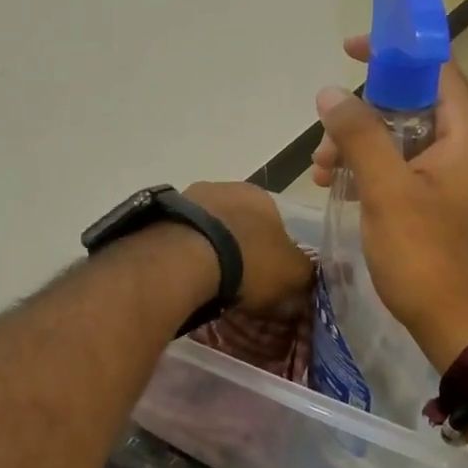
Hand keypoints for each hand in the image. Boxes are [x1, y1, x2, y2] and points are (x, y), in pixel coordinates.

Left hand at [183, 181, 313, 319]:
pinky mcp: (161, 213)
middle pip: (237, 222)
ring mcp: (189, 197)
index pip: (274, 222)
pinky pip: (180, 235)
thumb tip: (306, 275)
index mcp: (261, 195)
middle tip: (235, 280)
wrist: (187, 256)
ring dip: (208, 247)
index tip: (265, 276)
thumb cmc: (248, 261)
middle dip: (238, 247)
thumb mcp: (292, 273)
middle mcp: (225, 187)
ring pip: (206, 227)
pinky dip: (184, 251)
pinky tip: (183, 273)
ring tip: (205, 280)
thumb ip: (304, 272)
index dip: (272, 251)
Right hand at [310, 37, 467, 370]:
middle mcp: (467, 152)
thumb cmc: (430, 257)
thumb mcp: (388, 191)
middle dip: (362, 115)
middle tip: (325, 140)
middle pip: (412, 108)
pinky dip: (374, 173)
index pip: (435, 70)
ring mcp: (457, 183)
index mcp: (466, 136)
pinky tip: (343, 190)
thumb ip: (360, 136)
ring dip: (361, 147)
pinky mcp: (445, 209)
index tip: (351, 51)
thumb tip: (332, 92)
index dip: (395, 52)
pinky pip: (406, 173)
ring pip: (404, 143)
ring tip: (322, 172)